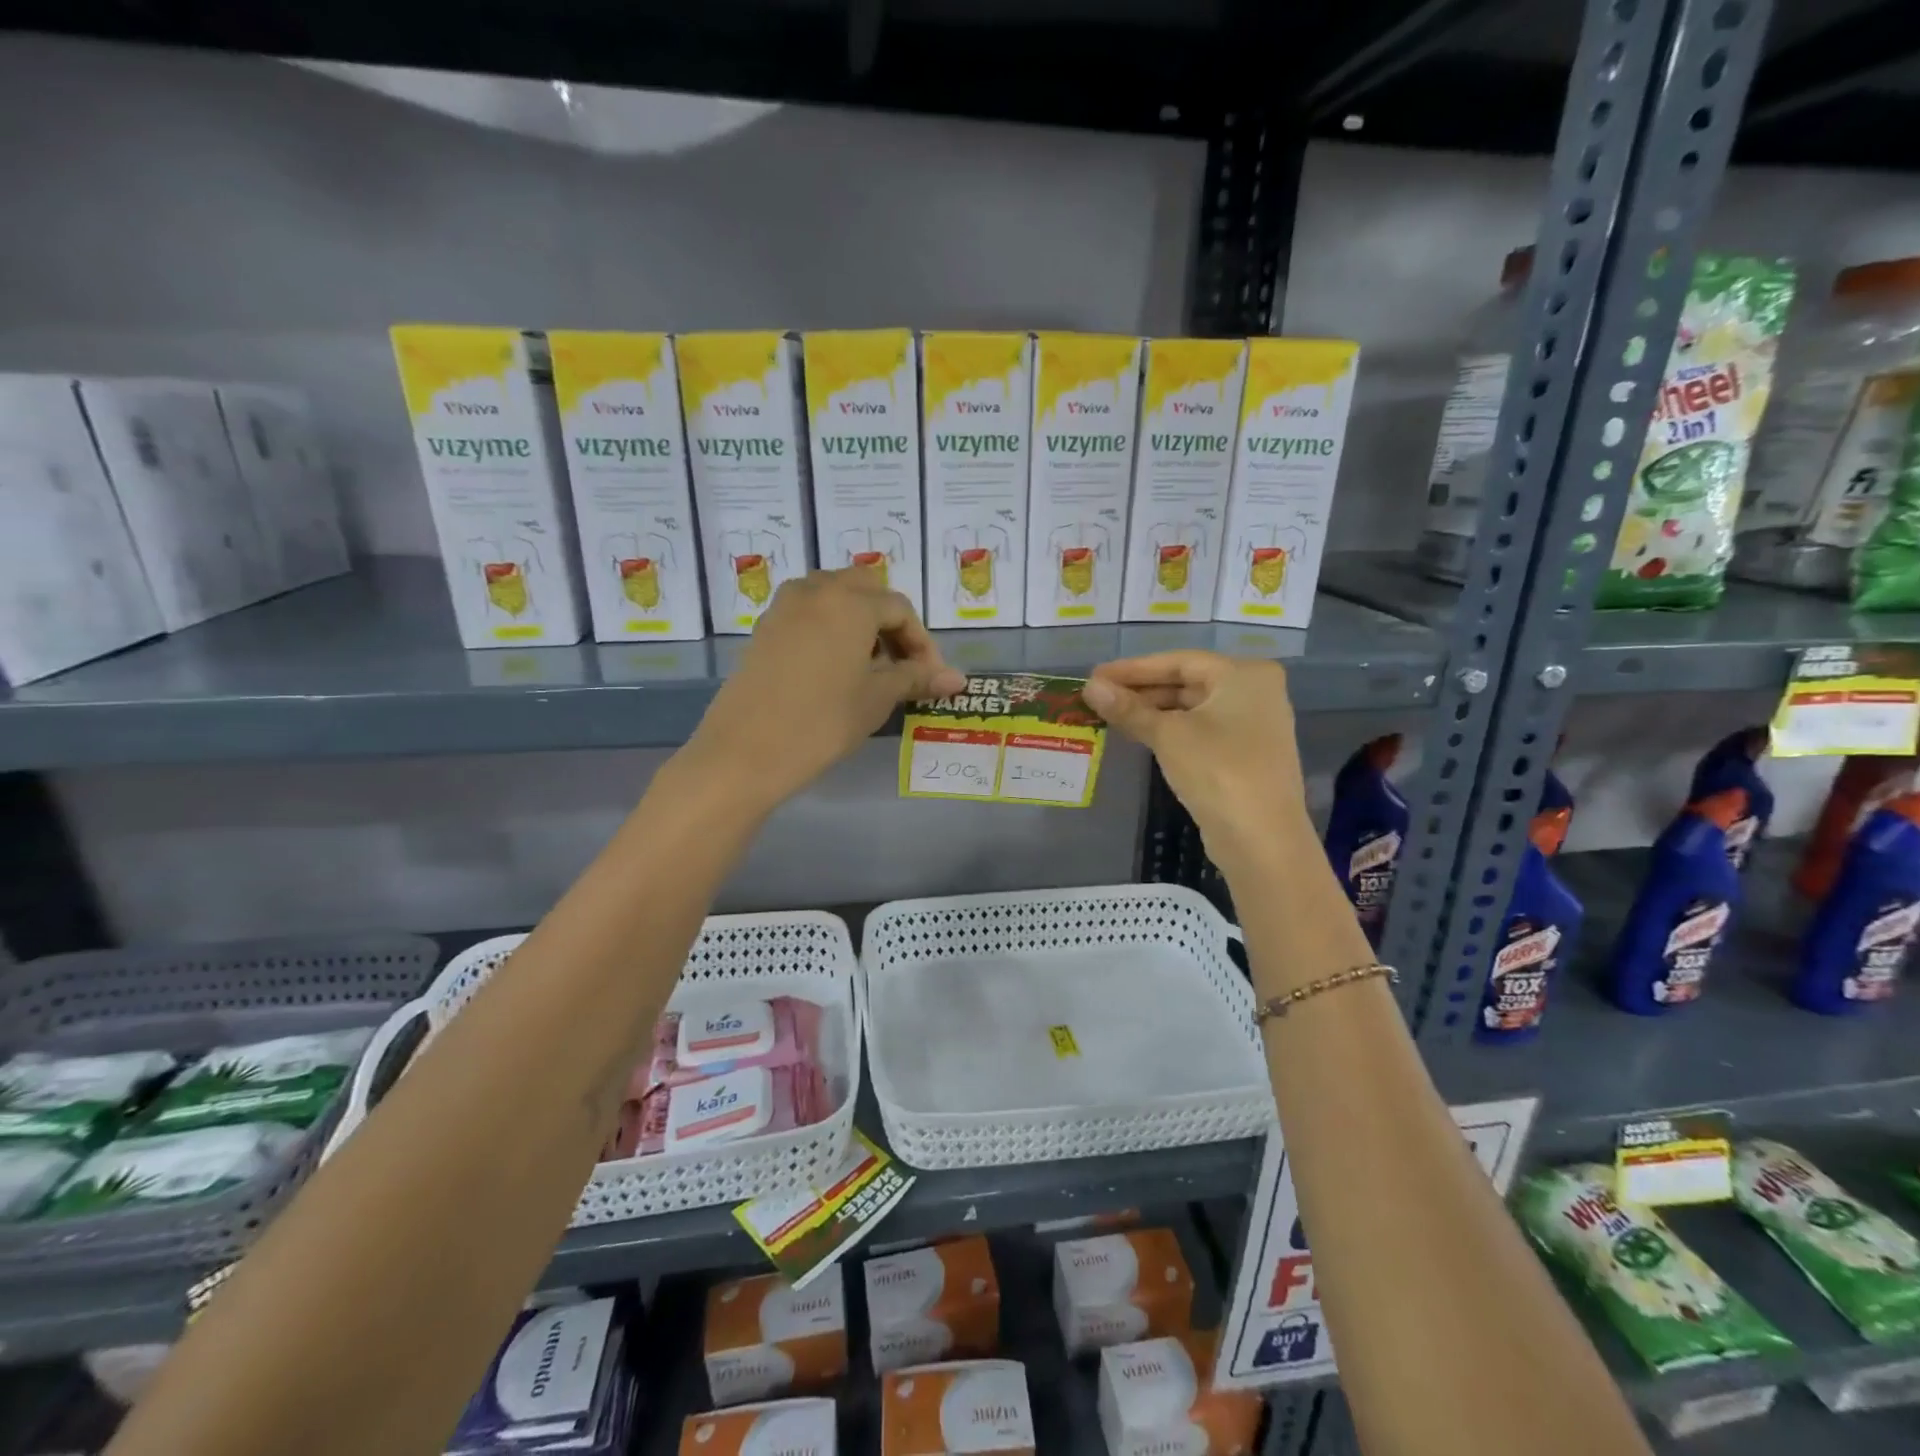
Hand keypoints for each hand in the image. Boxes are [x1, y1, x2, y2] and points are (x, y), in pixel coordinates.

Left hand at [682, 569, 965, 812]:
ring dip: (860, 622)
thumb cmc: (822, 722)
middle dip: (890, 623)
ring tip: (869, 666)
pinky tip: (835, 668)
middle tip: (901, 664)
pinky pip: (809, 612)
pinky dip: (831, 628)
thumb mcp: (877, 698)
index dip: (922, 643)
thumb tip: (959, 679)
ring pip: (835, 596)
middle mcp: (817, 590)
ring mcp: (785, 606)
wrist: (745, 751)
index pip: (900, 609)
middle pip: (866, 590)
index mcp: (850, 601)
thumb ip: (917, 678)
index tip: (930, 678)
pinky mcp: (765, 627)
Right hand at [1083, 652, 1311, 874]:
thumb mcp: (1168, 735)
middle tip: (1099, 696)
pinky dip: (1170, 730)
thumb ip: (1129, 709)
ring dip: (1152, 711)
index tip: (1096, 675)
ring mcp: (1254, 725)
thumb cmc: (1218, 770)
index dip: (1133, 668)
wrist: (1261, 838)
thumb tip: (1090, 687)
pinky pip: (1201, 730)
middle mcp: (1255, 692)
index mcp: (1244, 675)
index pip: (1179, 661)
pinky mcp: (1245, 755)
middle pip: (1187, 682)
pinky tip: (1139, 735)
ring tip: (1110, 714)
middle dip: (1142, 689)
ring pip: (1192, 708)